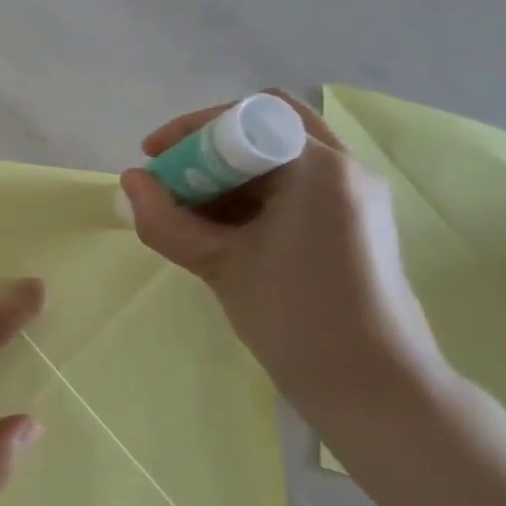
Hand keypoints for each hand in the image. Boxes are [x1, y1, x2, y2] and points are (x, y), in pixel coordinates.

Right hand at [118, 93, 449, 427]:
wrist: (374, 391)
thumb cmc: (297, 318)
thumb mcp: (221, 265)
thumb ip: (166, 219)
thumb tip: (130, 181)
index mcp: (319, 167)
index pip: (246, 115)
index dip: (192, 129)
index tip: (155, 156)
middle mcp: (344, 169)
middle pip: (265, 128)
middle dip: (208, 147)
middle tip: (171, 178)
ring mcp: (353, 197)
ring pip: (276, 158)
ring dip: (226, 173)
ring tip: (187, 209)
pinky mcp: (351, 224)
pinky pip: (291, 188)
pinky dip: (250, 196)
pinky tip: (219, 229)